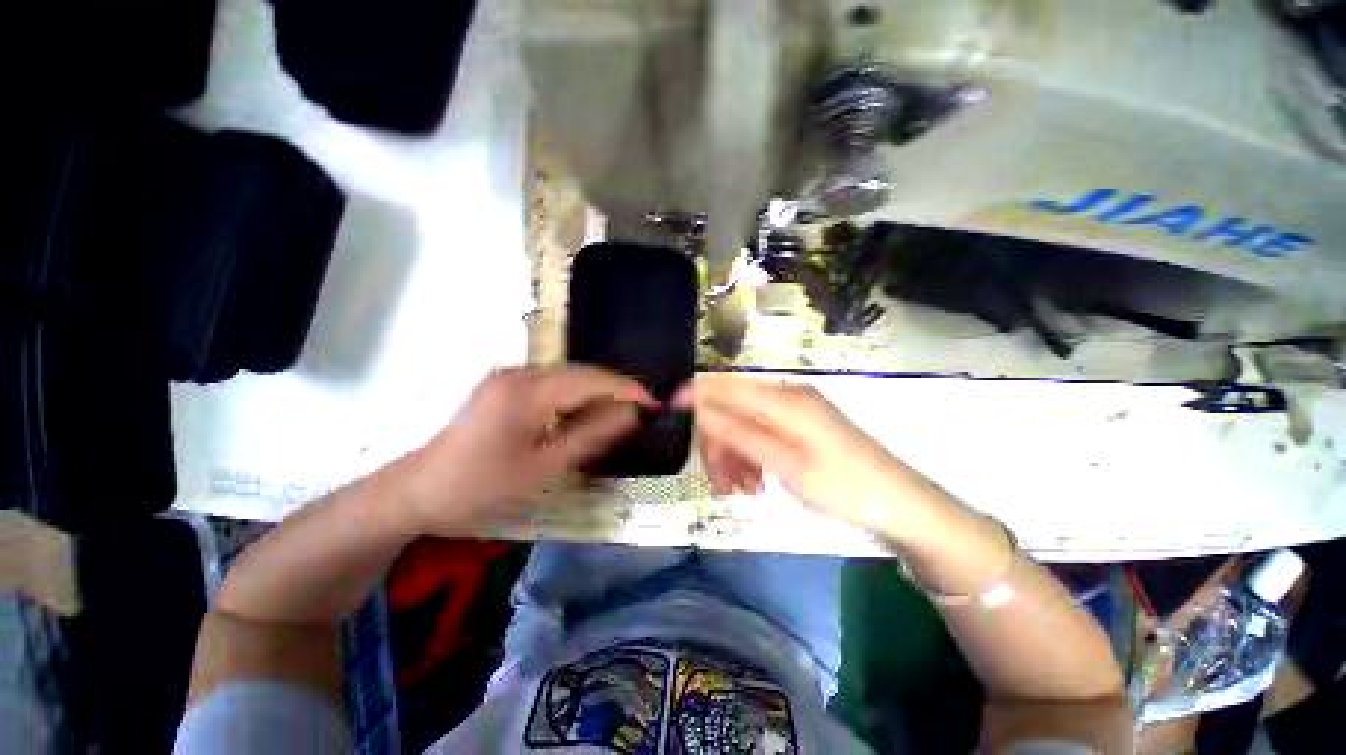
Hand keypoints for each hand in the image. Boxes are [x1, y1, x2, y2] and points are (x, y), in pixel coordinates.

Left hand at [394, 366, 654, 534]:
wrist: (418, 491)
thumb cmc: (482, 486)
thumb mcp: (544, 468)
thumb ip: (592, 436)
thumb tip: (630, 414)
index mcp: (529, 391)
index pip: (593, 379)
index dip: (628, 389)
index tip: (656, 404)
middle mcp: (521, 371)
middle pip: (582, 373)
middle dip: (615, 390)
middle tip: (642, 412)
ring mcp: (510, 375)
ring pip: (569, 376)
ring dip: (597, 393)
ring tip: (620, 415)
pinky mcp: (505, 383)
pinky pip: (553, 382)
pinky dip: (576, 397)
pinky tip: (584, 415)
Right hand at [676, 374, 935, 534]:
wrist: (901, 505)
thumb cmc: (843, 487)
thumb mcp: (785, 464)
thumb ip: (740, 431)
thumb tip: (699, 406)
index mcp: (782, 399)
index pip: (724, 385)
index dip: (694, 396)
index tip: (670, 414)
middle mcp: (786, 396)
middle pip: (732, 408)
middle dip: (719, 442)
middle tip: (721, 484)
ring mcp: (795, 410)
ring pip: (745, 423)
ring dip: (735, 455)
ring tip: (742, 492)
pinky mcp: (801, 425)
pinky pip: (763, 433)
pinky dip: (753, 456)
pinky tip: (756, 483)